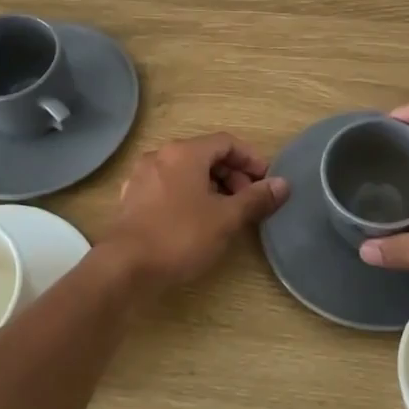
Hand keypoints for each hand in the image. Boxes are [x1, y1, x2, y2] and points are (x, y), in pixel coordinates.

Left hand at [102, 133, 289, 289]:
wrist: (125, 267)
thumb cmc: (181, 236)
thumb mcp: (226, 218)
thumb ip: (255, 198)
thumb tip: (283, 184)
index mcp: (185, 152)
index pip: (226, 142)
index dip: (251, 159)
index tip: (266, 182)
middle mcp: (161, 156)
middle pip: (205, 154)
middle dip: (232, 174)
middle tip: (248, 201)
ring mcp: (142, 176)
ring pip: (186, 172)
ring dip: (211, 186)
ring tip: (225, 213)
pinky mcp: (132, 198)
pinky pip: (169, 187)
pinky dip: (189, 196)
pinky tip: (196, 221)